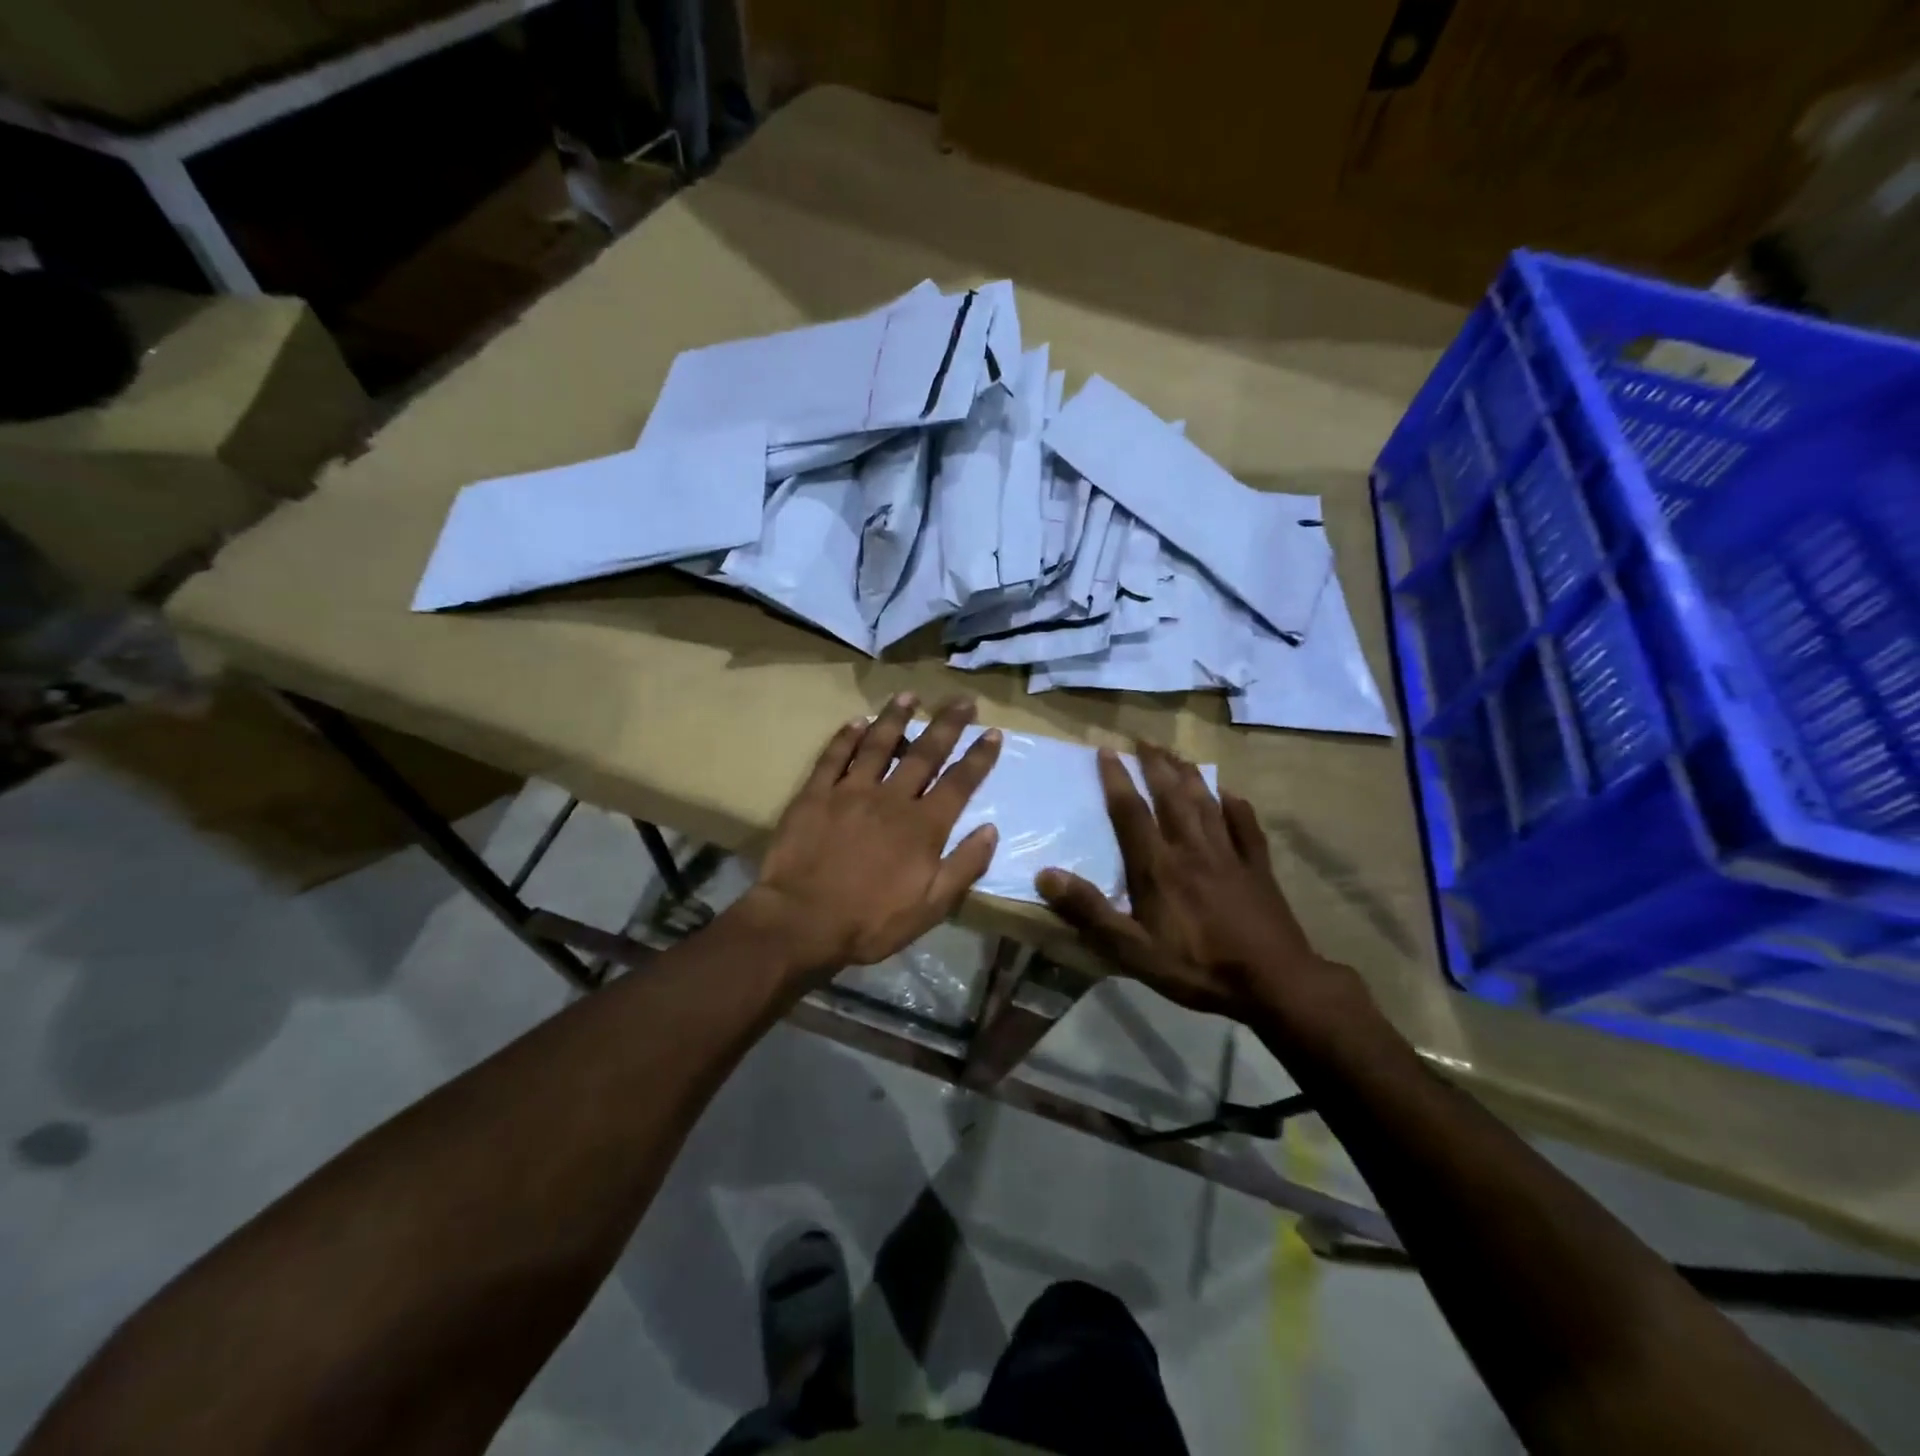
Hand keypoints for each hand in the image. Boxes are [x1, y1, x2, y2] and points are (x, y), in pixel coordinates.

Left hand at [740, 693, 1002, 976]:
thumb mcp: (931, 906)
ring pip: (878, 744)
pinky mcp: (815, 794)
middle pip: (925, 752)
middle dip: (947, 724)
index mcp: (923, 825)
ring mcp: (850, 791)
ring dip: (897, 717)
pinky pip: (834, 756)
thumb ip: (964, 866)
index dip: (979, 756)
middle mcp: (891, 798)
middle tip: (962, 699)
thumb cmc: (871, 920)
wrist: (802, 921)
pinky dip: (846, 736)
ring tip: (910, 695)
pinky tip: (857, 720)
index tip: (992, 731)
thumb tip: (991, 829)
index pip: (959, 782)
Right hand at [1036, 742, 1367, 1029]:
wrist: (1274, 982)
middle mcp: (1192, 848)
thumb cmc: (1197, 967)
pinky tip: (1229, 793)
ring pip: (1206, 802)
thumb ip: (1090, 911)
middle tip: (1143, 740)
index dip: (1116, 779)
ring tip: (1176, 755)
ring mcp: (1229, 854)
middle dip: (1155, 765)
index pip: (1131, 812)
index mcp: (1159, 866)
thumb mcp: (1133, 950)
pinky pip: (1245, 826)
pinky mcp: (1258, 867)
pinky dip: (1235, 805)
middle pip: (1171, 796)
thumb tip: (1046, 874)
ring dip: (1189, 775)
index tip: (1106, 750)